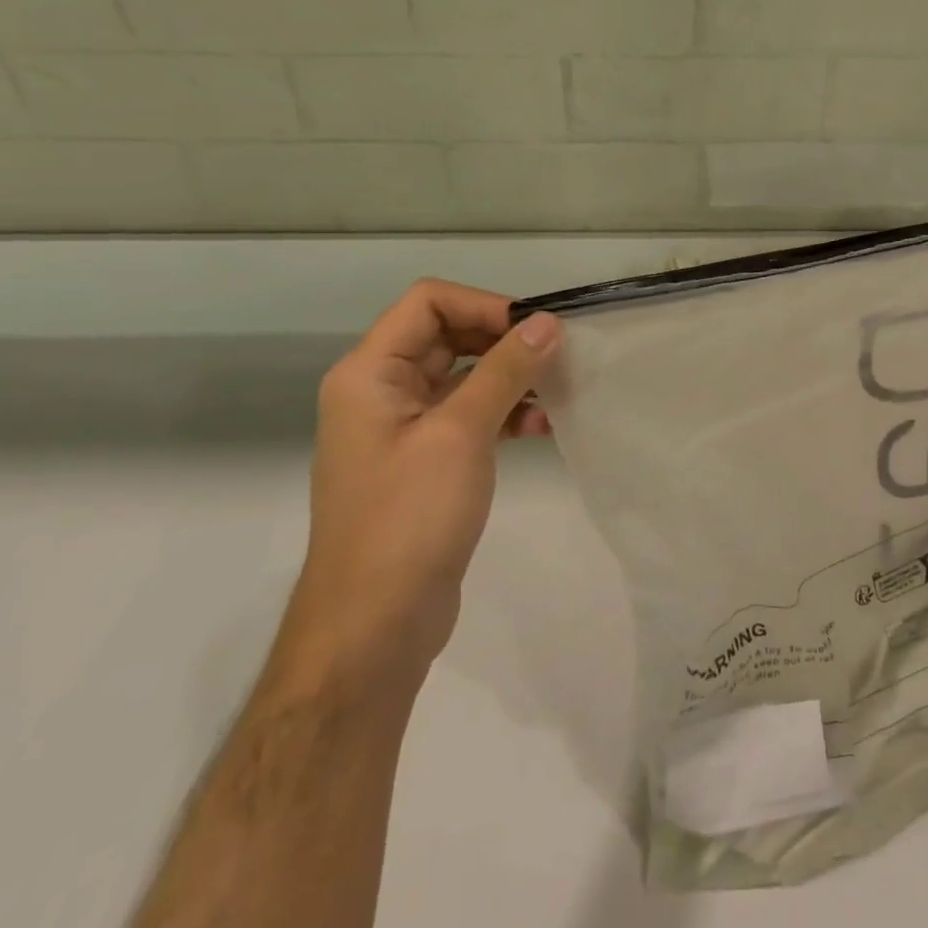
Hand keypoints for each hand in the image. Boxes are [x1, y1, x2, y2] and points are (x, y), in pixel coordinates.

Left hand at [283, 281, 561, 680]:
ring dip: (510, 377)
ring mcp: (403, 429)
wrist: (374, 625)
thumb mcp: (461, 433)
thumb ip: (505, 370)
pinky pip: (468, 416)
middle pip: (447, 335)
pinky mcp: (426, 462)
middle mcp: (381, 391)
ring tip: (558, 391)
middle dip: (503, 339)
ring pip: (463, 376)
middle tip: (557, 353)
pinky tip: (541, 429)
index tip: (536, 327)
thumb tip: (546, 322)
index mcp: (369, 373)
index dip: (484, 304)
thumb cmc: (410, 517)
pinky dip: (504, 413)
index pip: (427, 302)